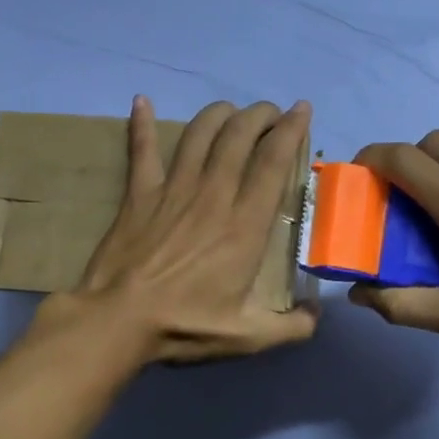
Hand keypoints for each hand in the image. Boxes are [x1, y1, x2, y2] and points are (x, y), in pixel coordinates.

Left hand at [65, 96, 319, 363]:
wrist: (119, 320)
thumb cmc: (185, 325)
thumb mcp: (248, 337)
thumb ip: (292, 327)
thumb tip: (318, 314)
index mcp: (245, 224)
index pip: (273, 162)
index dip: (291, 130)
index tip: (301, 111)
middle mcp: (213, 195)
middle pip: (239, 136)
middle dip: (259, 115)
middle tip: (269, 112)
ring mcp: (173, 190)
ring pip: (199, 134)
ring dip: (218, 114)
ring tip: (230, 110)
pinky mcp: (139, 194)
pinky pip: (142, 150)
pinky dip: (141, 123)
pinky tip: (142, 101)